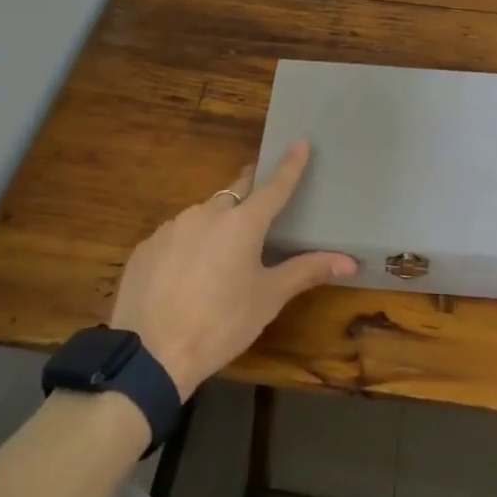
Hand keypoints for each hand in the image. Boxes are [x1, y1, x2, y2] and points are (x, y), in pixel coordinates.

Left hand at [109, 142, 356, 398]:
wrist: (150, 354)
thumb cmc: (221, 323)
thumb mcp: (268, 298)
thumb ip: (306, 271)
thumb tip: (350, 261)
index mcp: (242, 223)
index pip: (274, 186)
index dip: (289, 165)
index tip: (300, 142)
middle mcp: (207, 213)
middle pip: (235, 192)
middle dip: (250, 192)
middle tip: (260, 204)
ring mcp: (172, 227)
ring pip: (203, 215)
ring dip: (217, 225)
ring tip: (220, 259)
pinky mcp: (147, 246)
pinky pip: (175, 236)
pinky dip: (188, 246)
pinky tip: (186, 276)